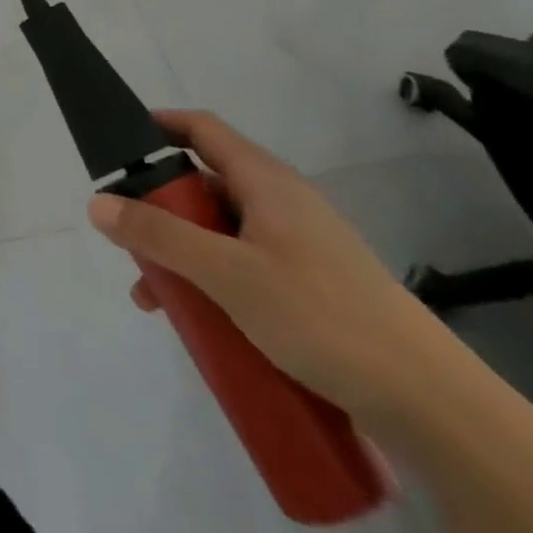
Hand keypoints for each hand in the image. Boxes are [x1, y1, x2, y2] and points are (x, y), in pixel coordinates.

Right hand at [86, 110, 457, 425]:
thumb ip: (159, 236)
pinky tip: (206, 324)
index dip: (159, 125)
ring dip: (185, 255)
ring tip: (159, 299)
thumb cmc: (323, 317)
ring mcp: (303, 246)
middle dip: (162, 211)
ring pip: (224, 233)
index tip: (119, 143)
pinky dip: (217, 282)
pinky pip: (249, 268)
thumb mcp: (227, 274)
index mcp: (266, 181)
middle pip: (206, 185)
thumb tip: (97, 203)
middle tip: (133, 241)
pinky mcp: (317, 288)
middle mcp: (284, 202)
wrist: (436, 408)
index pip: (202, 128)